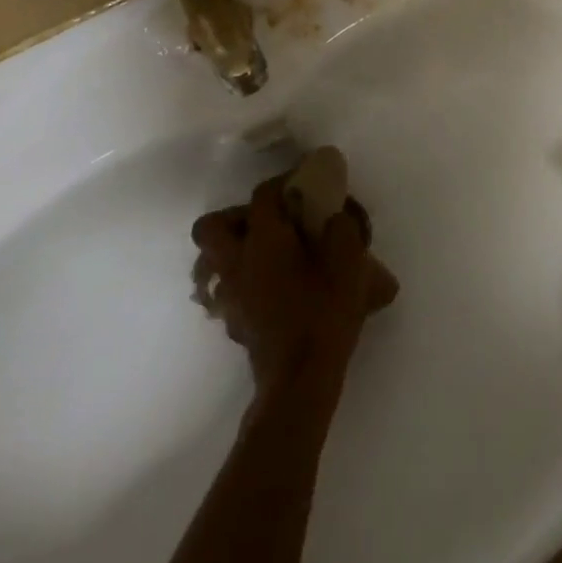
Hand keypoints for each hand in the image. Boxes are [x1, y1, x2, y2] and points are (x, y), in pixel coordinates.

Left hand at [191, 177, 399, 401]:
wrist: (301, 380)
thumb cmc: (324, 312)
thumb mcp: (350, 261)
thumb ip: (343, 227)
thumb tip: (334, 215)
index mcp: (264, 239)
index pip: (263, 195)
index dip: (283, 182)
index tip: (304, 182)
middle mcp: (237, 261)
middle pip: (211, 226)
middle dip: (234, 217)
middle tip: (269, 221)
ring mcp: (230, 295)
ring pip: (212, 262)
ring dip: (233, 250)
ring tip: (267, 254)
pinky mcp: (234, 322)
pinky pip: (226, 290)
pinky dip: (243, 282)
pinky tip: (271, 288)